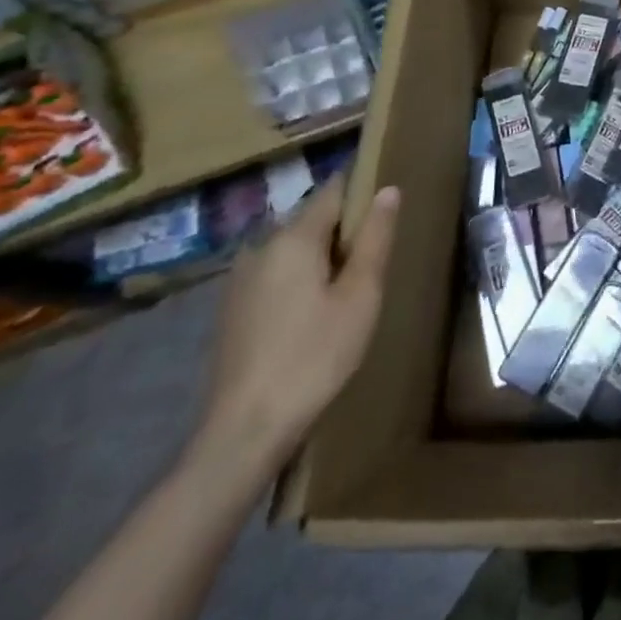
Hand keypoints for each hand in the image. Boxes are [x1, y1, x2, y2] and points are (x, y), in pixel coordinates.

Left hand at [195, 177, 399, 472]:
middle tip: (376, 258)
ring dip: (322, 256)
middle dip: (345, 228)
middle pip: (313, 218)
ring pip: (294, 248)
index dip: (363, 189)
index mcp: (293, 238)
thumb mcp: (360, 297)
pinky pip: (276, 273)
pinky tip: (315, 313)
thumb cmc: (315, 357)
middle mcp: (261, 247)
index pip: (333, 189)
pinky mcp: (232, 308)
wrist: (245, 431)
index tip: (387, 204)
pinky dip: (300, 278)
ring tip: (350, 287)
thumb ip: (375, 239)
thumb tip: (388, 190)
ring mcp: (240, 278)